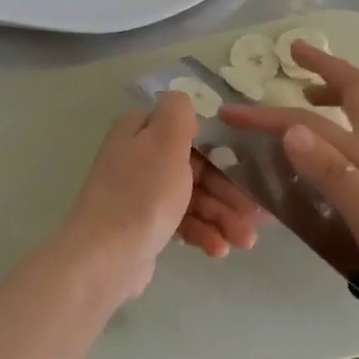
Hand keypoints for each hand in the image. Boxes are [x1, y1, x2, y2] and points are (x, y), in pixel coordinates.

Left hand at [60, 91, 264, 302]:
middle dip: (229, 192)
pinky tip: (218, 250)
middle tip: (253, 215)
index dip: (222, 150)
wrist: (105, 259)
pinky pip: (182, 222)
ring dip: (222, 217)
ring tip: (244, 241)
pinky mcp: (145, 225)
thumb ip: (178, 111)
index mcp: (140, 131)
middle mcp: (139, 158)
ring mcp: (141, 193)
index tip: (248, 169)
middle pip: (196, 168)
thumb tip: (182, 100)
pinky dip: (203, 233)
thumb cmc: (142, 195)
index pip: (190, 131)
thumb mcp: (165, 140)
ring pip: (193, 198)